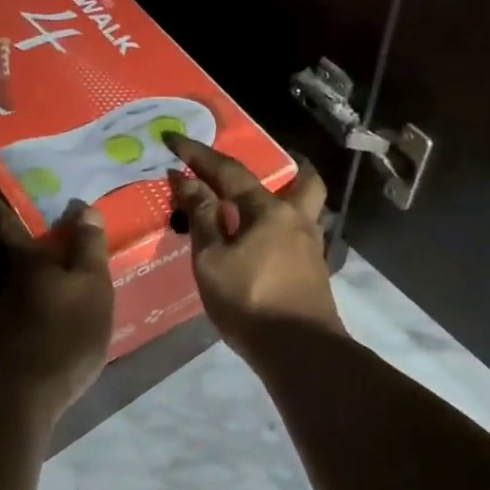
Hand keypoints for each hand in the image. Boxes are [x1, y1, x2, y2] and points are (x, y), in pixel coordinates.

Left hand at [0, 186, 115, 424]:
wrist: (25, 395)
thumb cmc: (64, 331)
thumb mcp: (91, 285)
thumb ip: (88, 247)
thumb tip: (84, 207)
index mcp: (27, 261)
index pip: (7, 221)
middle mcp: (13, 281)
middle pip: (19, 250)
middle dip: (31, 233)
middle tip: (54, 217)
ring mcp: (12, 312)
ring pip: (29, 278)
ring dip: (45, 266)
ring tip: (71, 259)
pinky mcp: (17, 339)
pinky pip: (38, 303)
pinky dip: (51, 294)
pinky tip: (69, 303)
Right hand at [166, 136, 344, 363]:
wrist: (299, 350)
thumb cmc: (249, 301)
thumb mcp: (212, 259)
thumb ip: (202, 217)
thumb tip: (188, 180)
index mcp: (268, 211)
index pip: (230, 172)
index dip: (199, 155)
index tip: (174, 139)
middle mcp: (297, 220)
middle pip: (303, 181)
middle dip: (290, 165)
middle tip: (272, 163)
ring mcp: (311, 247)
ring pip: (308, 209)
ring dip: (291, 198)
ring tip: (263, 207)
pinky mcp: (315, 272)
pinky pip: (301, 236)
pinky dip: (285, 229)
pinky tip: (267, 245)